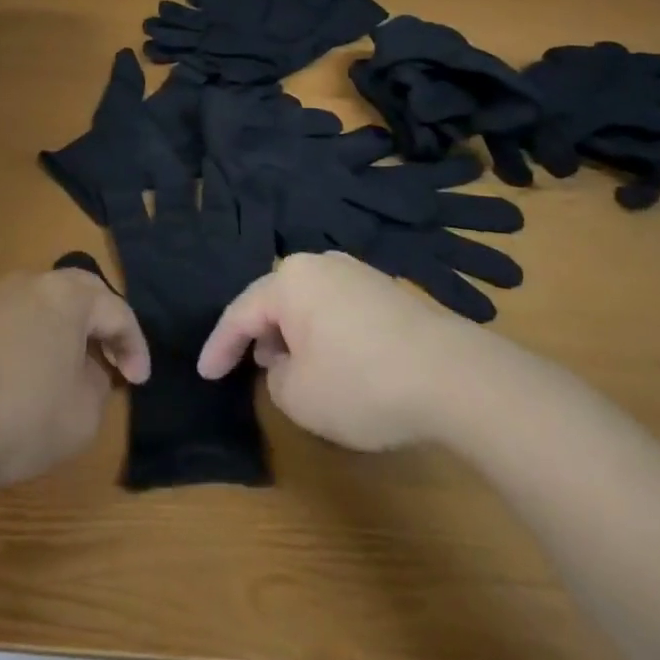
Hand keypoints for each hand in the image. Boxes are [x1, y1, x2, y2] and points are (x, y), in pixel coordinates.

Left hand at [0, 268, 149, 492]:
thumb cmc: (17, 417)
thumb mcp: (81, 415)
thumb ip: (98, 385)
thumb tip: (88, 371)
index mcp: (67, 296)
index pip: (117, 311)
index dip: (135, 347)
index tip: (138, 381)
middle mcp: (31, 283)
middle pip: (79, 294)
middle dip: (101, 326)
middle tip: (111, 360)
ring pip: (43, 305)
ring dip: (64, 332)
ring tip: (69, 369)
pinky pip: (13, 321)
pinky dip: (30, 341)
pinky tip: (24, 375)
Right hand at [197, 251, 465, 450]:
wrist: (454, 376)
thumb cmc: (361, 383)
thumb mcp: (298, 396)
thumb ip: (274, 378)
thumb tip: (286, 363)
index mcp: (289, 280)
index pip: (240, 313)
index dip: (219, 347)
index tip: (205, 374)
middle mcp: (320, 264)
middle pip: (276, 301)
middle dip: (260, 336)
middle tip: (250, 369)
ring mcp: (358, 273)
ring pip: (309, 304)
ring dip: (295, 336)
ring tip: (294, 369)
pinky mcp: (387, 291)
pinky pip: (339, 309)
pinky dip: (326, 334)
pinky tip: (337, 363)